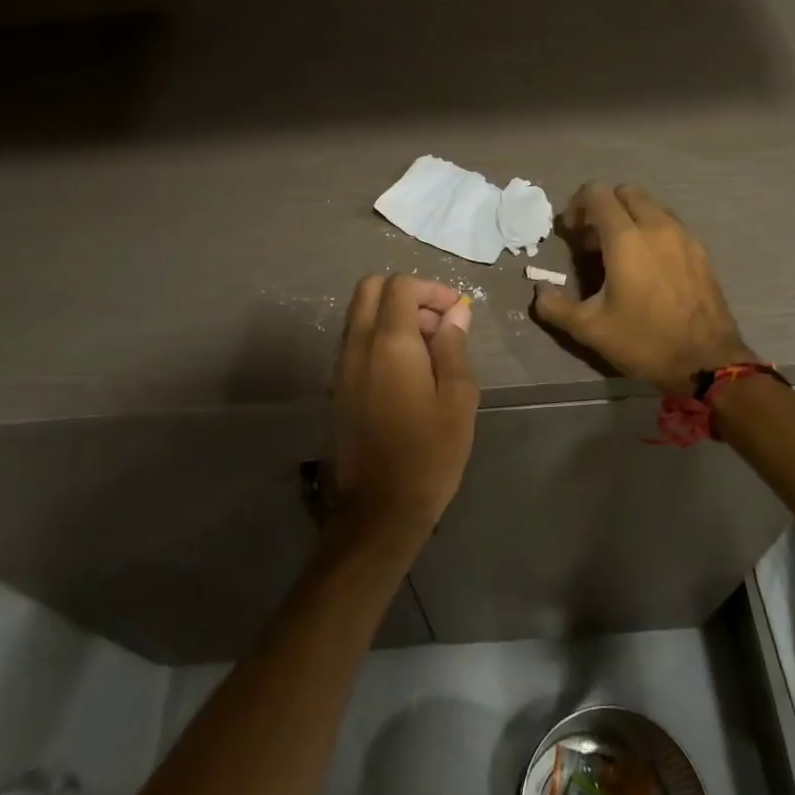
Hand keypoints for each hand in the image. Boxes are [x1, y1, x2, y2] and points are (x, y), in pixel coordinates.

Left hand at [329, 275, 478, 552]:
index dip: (431, 288)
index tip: (456, 312)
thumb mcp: (457, 398)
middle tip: (437, 323)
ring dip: (392, 315)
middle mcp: (358, 345)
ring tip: (429, 350)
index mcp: (389, 342)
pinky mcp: (338, 386)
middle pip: (370, 289)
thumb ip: (454, 346)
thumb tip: (456, 312)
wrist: (379, 509)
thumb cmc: (429, 453)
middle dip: (407, 294)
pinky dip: (380, 337)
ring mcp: (342, 365)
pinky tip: (408, 371)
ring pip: (360, 314)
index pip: (400, 285)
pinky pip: (356, 341)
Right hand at [533, 183, 755, 394]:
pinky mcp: (700, 251)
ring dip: (629, 218)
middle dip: (604, 207)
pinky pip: (670, 224)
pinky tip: (647, 266)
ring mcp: (683, 236)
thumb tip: (539, 292)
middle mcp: (657, 226)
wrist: (708, 362)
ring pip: (651, 205)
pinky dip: (652, 231)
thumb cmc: (644, 341)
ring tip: (619, 254)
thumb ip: (556, 307)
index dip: (577, 206)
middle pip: (625, 192)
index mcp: (626, 238)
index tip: (571, 234)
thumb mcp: (590, 329)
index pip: (597, 194)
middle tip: (592, 241)